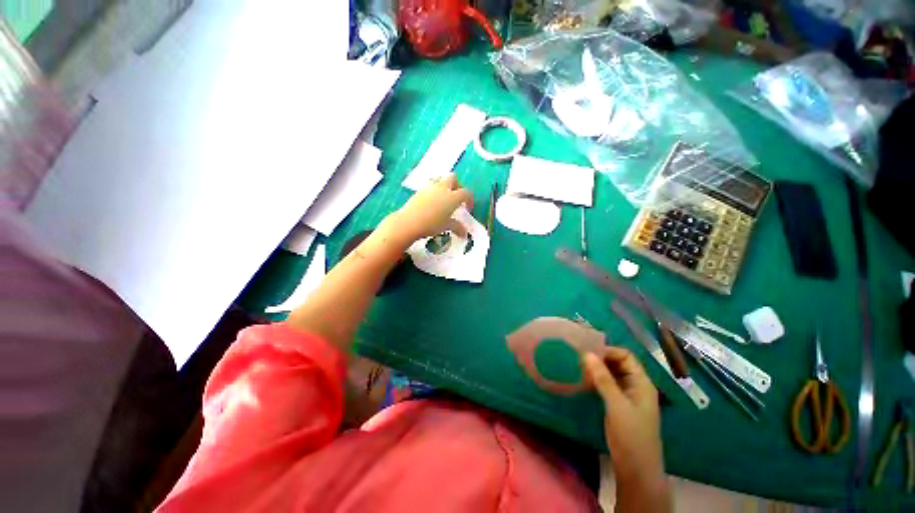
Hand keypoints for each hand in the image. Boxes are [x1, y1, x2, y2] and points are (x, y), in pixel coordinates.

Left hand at [386, 174, 473, 243]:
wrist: (409, 222)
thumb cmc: (431, 224)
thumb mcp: (446, 226)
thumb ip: (457, 227)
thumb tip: (464, 233)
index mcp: (452, 197)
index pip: (466, 193)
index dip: (469, 200)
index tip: (467, 209)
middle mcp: (443, 188)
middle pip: (454, 178)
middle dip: (457, 186)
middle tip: (456, 198)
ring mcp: (430, 187)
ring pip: (441, 178)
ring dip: (445, 184)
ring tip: (444, 196)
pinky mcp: (420, 190)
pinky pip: (430, 184)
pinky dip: (434, 189)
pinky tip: (432, 200)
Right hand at [583, 348, 664, 486]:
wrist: (635, 468)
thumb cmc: (631, 434)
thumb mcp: (617, 405)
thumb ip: (603, 379)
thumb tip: (586, 353)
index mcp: (641, 383)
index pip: (626, 356)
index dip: (608, 351)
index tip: (587, 351)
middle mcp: (635, 385)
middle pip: (618, 363)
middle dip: (600, 358)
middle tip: (579, 358)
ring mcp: (626, 395)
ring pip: (611, 374)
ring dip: (596, 369)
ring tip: (578, 366)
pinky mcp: (617, 404)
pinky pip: (606, 385)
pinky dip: (595, 380)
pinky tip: (582, 380)